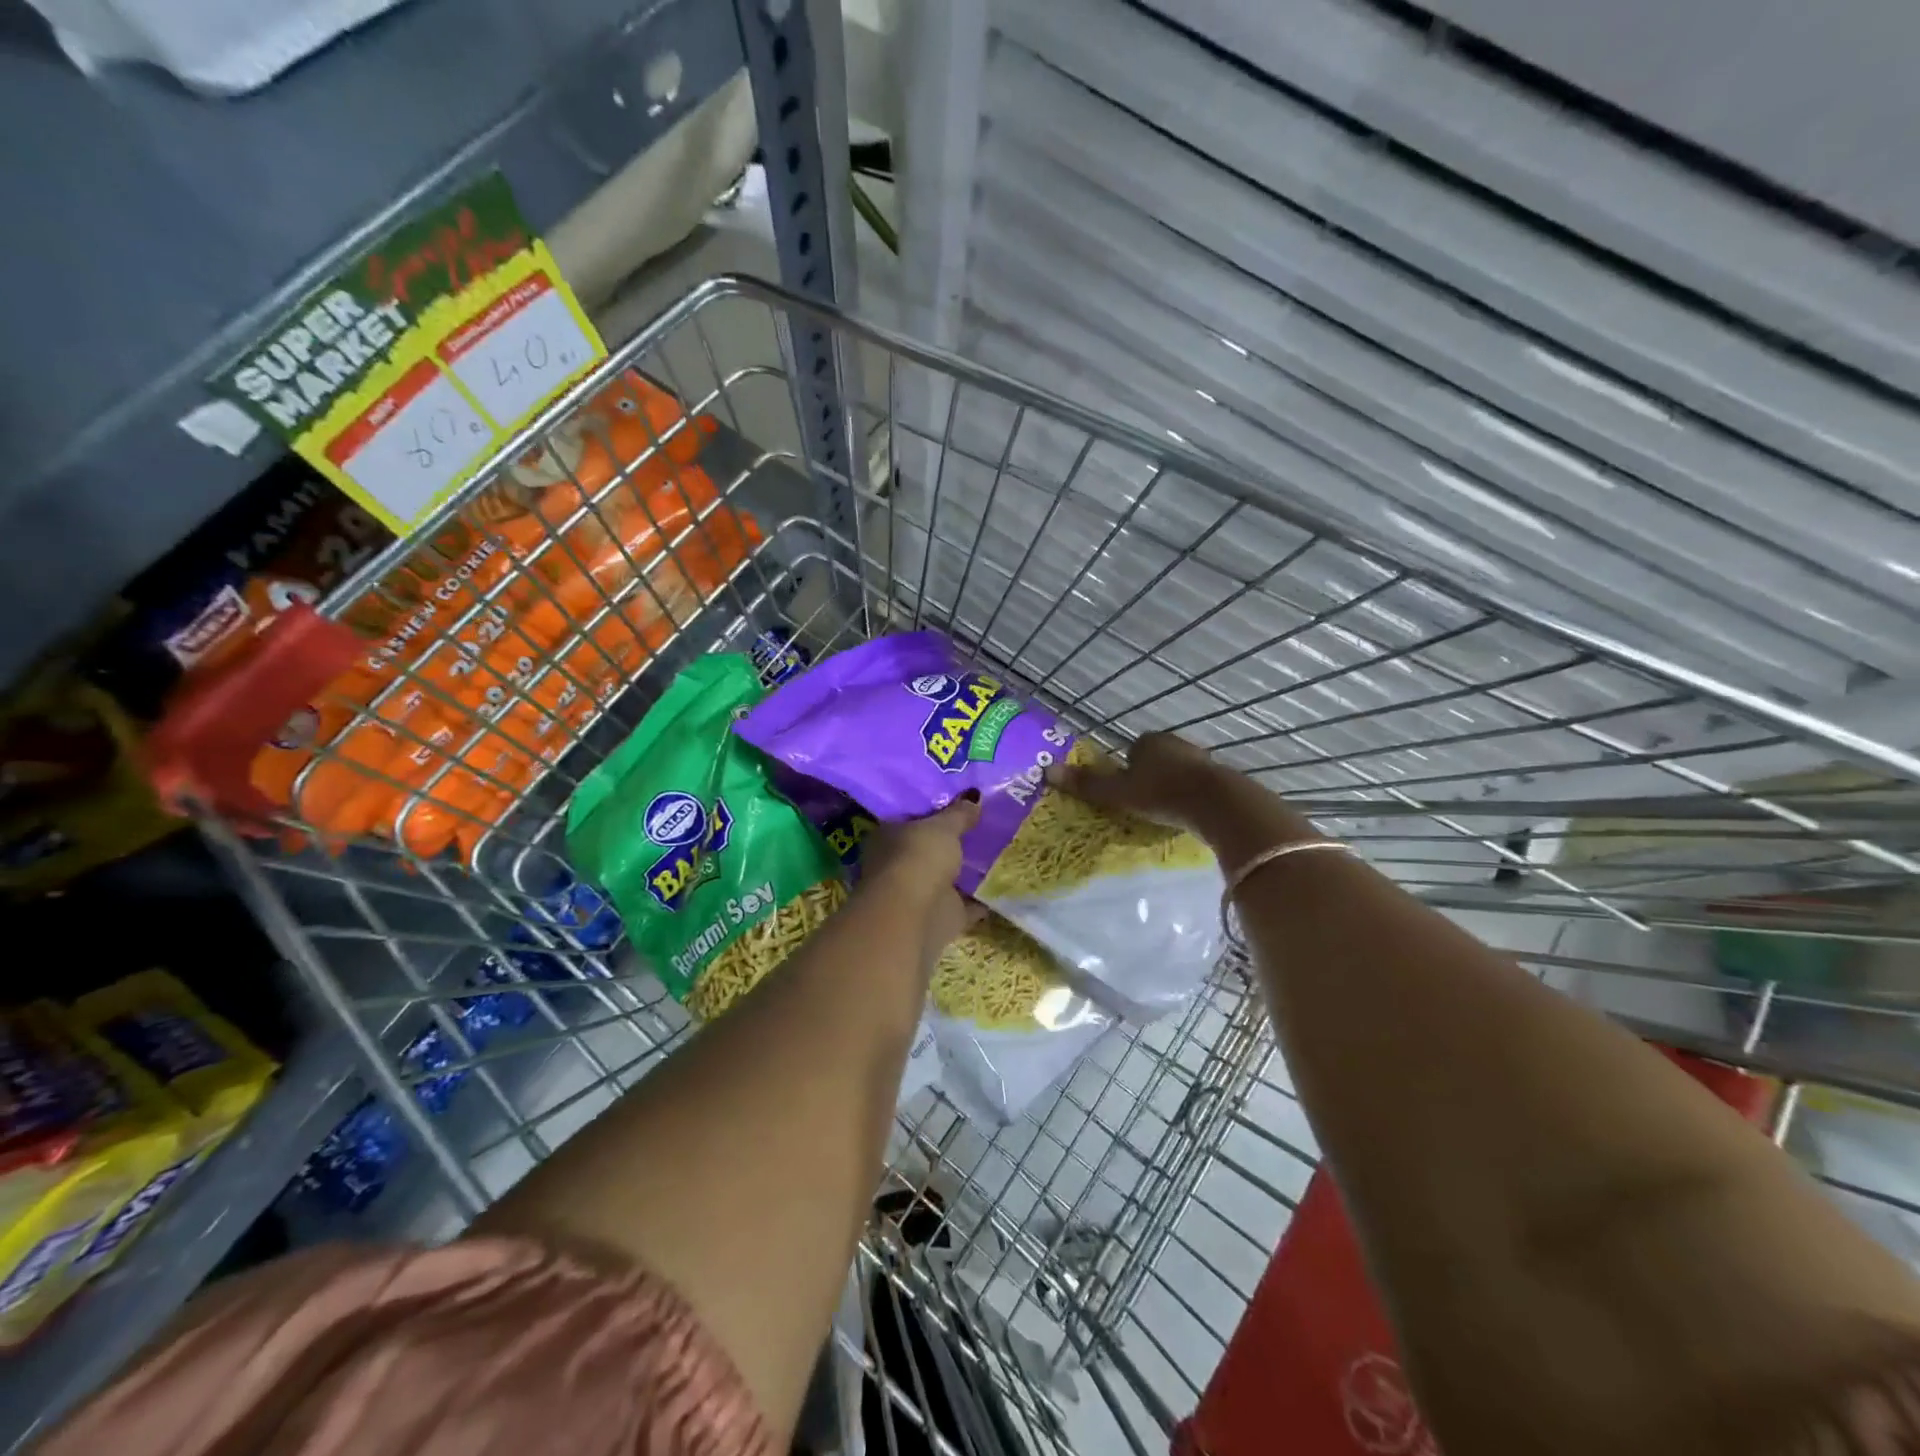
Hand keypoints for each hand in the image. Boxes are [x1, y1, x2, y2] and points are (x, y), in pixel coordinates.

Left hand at [861, 792, 985, 952]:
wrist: (913, 914)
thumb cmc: (918, 857)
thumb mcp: (943, 826)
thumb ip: (959, 813)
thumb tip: (974, 797)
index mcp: (888, 836)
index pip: (910, 819)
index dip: (933, 812)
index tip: (959, 803)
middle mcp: (898, 865)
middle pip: (929, 849)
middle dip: (950, 843)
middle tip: (982, 827)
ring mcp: (918, 894)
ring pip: (946, 878)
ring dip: (966, 872)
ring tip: (997, 854)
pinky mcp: (940, 918)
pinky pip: (965, 905)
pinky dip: (980, 900)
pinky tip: (1002, 888)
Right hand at [1043, 731, 1226, 829]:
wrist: (1216, 803)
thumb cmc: (1161, 793)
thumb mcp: (1118, 793)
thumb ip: (1087, 785)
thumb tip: (1048, 771)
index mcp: (1148, 741)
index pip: (1131, 750)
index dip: (1126, 770)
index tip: (1125, 793)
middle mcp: (1174, 743)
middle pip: (1155, 760)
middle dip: (1149, 778)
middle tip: (1142, 804)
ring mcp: (1199, 758)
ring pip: (1177, 772)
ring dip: (1171, 787)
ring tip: (1164, 811)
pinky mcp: (1218, 777)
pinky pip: (1196, 786)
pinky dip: (1190, 797)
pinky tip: (1187, 813)